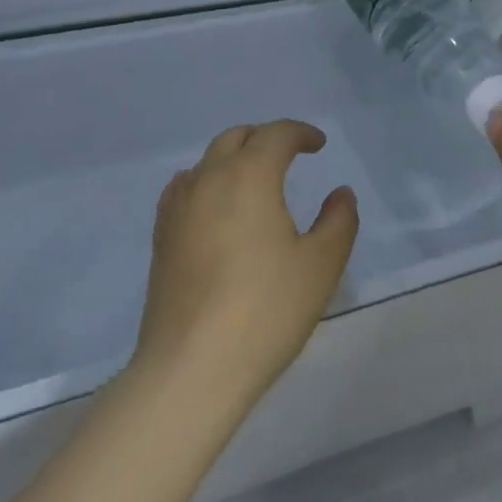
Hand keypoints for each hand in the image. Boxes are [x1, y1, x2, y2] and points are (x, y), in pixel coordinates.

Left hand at [133, 120, 358, 408]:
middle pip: (237, 137)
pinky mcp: (161, 238)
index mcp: (250, 175)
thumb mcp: (321, 265)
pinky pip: (185, 188)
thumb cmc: (265, 310)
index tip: (318, 145)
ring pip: (208, 161)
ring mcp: (179, 208)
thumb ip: (339, 220)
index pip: (276, 134)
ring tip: (255, 181)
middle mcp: (210, 178)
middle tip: (289, 156)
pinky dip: (206, 182)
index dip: (301, 133)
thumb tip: (340, 194)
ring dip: (235, 158)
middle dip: (266, 138)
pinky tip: (214, 206)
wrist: (191, 369)